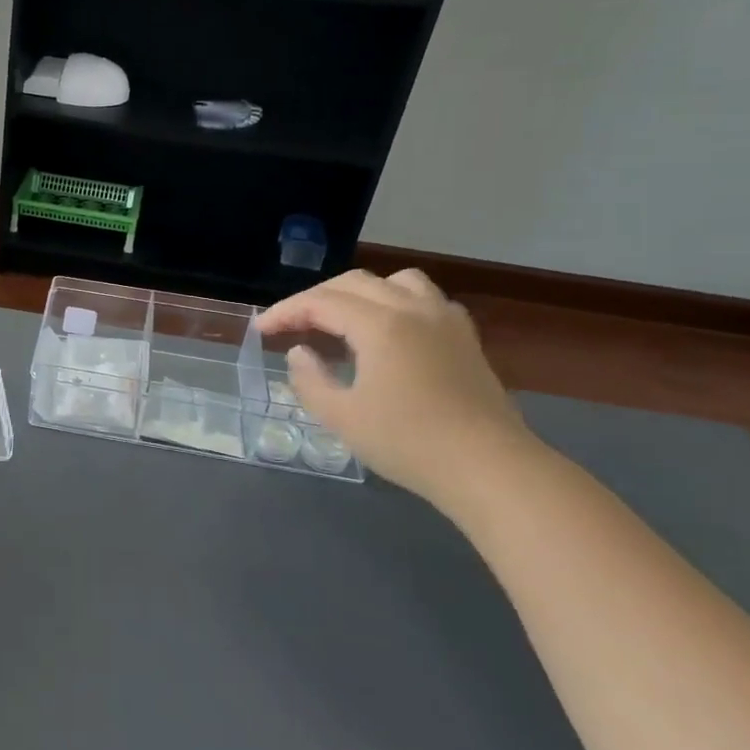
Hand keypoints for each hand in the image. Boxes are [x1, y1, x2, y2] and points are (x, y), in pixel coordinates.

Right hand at [257, 269, 536, 506]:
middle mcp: (413, 309)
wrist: (488, 467)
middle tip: (292, 325)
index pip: (320, 302)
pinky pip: (425, 299)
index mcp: (380, 324)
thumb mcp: (341, 417)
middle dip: (315, 299)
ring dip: (359, 293)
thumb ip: (309, 380)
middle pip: (354, 283)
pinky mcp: (465, 338)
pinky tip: (389, 332)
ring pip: (396, 282)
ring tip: (342, 319)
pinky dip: (396, 303)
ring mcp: (445, 320)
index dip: (285, 312)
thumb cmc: (408, 442)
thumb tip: (299, 353)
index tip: (260, 329)